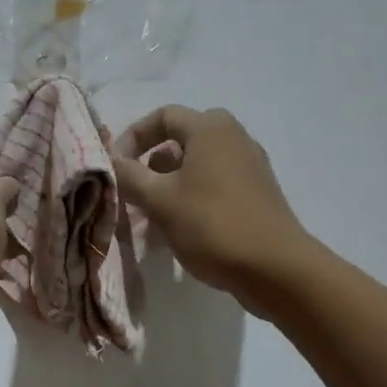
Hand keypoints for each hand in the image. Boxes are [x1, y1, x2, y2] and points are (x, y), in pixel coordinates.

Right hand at [112, 105, 306, 312]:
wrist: (277, 270)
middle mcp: (233, 137)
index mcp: (210, 129)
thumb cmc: (212, 225)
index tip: (117, 165)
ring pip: (199, 162)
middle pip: (182, 138)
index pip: (163, 116)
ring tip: (153, 213)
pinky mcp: (258, 192)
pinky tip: (180, 226)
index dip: (133, 136)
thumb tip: (110, 160)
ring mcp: (250, 165)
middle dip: (153, 160)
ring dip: (170, 181)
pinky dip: (193, 194)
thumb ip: (128, 175)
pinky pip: (216, 181)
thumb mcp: (159, 200)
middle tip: (138, 186)